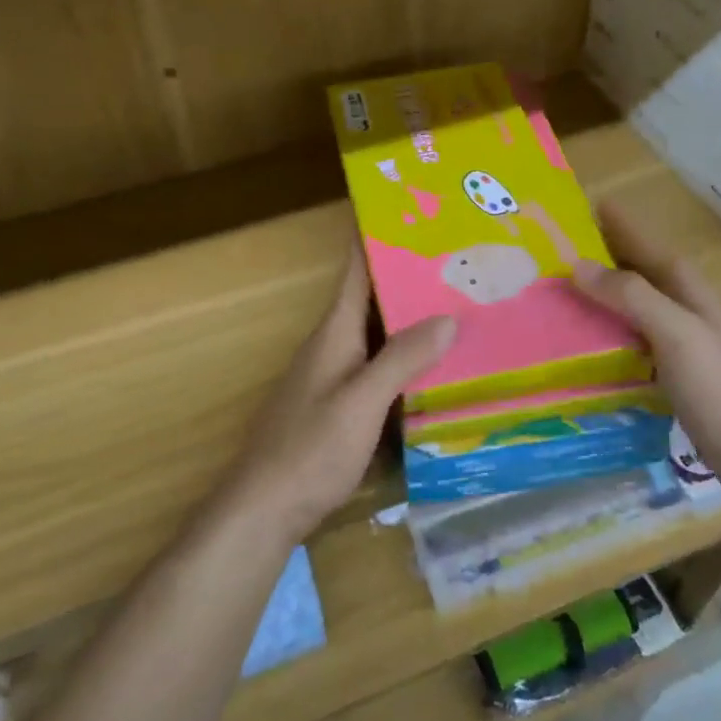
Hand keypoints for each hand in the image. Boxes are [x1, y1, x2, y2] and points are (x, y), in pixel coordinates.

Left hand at [228, 247, 454, 542]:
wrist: (263, 510)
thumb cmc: (310, 450)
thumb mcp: (361, 402)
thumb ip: (402, 359)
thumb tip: (447, 317)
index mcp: (333, 332)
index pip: (355, 269)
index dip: (375, 236)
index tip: (409, 211)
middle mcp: (331, 345)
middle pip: (370, 298)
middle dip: (407, 275)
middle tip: (457, 258)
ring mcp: (332, 376)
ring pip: (376, 333)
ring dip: (408, 317)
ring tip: (457, 303)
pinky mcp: (338, 405)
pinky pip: (376, 365)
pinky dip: (404, 356)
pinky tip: (433, 366)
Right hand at [572, 202, 720, 482]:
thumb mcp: (676, 333)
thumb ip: (631, 296)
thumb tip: (577, 264)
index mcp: (685, 288)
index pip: (642, 242)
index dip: (613, 223)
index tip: (576, 204)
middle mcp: (680, 307)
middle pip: (632, 272)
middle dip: (596, 258)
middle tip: (546, 250)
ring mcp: (675, 342)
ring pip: (626, 307)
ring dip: (594, 297)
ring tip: (549, 292)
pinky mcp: (667, 374)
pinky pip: (625, 341)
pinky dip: (601, 334)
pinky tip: (575, 344)